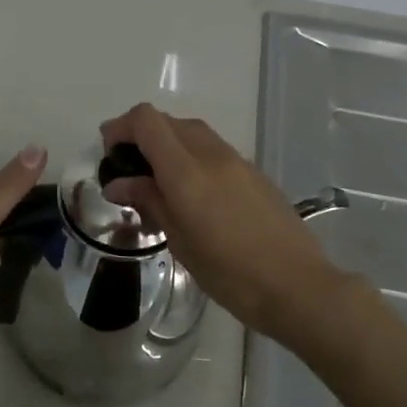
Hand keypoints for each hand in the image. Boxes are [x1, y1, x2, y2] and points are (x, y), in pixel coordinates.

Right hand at [101, 104, 340, 337]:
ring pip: (193, 133)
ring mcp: (237, 161)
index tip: (110, 152)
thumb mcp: (179, 241)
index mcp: (187, 171)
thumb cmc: (229, 273)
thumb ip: (149, 201)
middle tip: (129, 169)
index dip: (121, 127)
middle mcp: (212, 155)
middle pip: (169, 122)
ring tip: (158, 181)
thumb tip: (119, 182)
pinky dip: (193, 156)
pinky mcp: (254, 173)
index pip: (147, 121)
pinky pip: (214, 150)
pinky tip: (192, 192)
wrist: (296, 286)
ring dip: (169, 144)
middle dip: (142, 135)